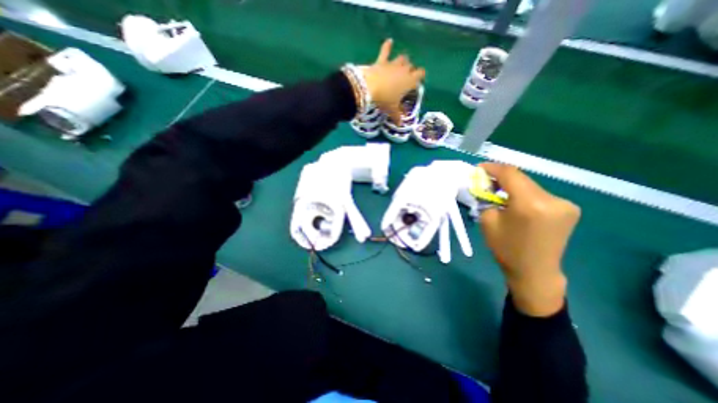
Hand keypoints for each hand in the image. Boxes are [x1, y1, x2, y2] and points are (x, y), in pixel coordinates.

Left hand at [363, 40, 421, 124]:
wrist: (369, 88)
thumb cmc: (384, 100)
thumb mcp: (392, 110)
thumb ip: (397, 116)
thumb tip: (400, 124)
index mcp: (409, 81)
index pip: (420, 75)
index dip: (420, 77)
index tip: (417, 82)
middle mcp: (404, 70)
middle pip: (411, 66)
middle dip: (410, 70)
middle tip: (406, 78)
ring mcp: (393, 64)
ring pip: (402, 58)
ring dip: (402, 61)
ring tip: (401, 65)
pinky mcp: (382, 61)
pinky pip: (385, 50)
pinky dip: (387, 46)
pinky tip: (389, 41)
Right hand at [479, 163, 579, 316]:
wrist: (535, 272)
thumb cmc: (506, 249)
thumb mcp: (488, 221)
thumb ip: (487, 199)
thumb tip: (486, 186)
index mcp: (530, 204)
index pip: (510, 174)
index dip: (493, 168)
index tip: (479, 169)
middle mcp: (552, 199)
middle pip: (521, 178)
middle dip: (501, 178)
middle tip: (485, 181)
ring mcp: (565, 204)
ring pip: (530, 186)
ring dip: (513, 186)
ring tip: (498, 192)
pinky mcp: (568, 209)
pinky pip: (540, 194)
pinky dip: (524, 194)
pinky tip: (516, 203)